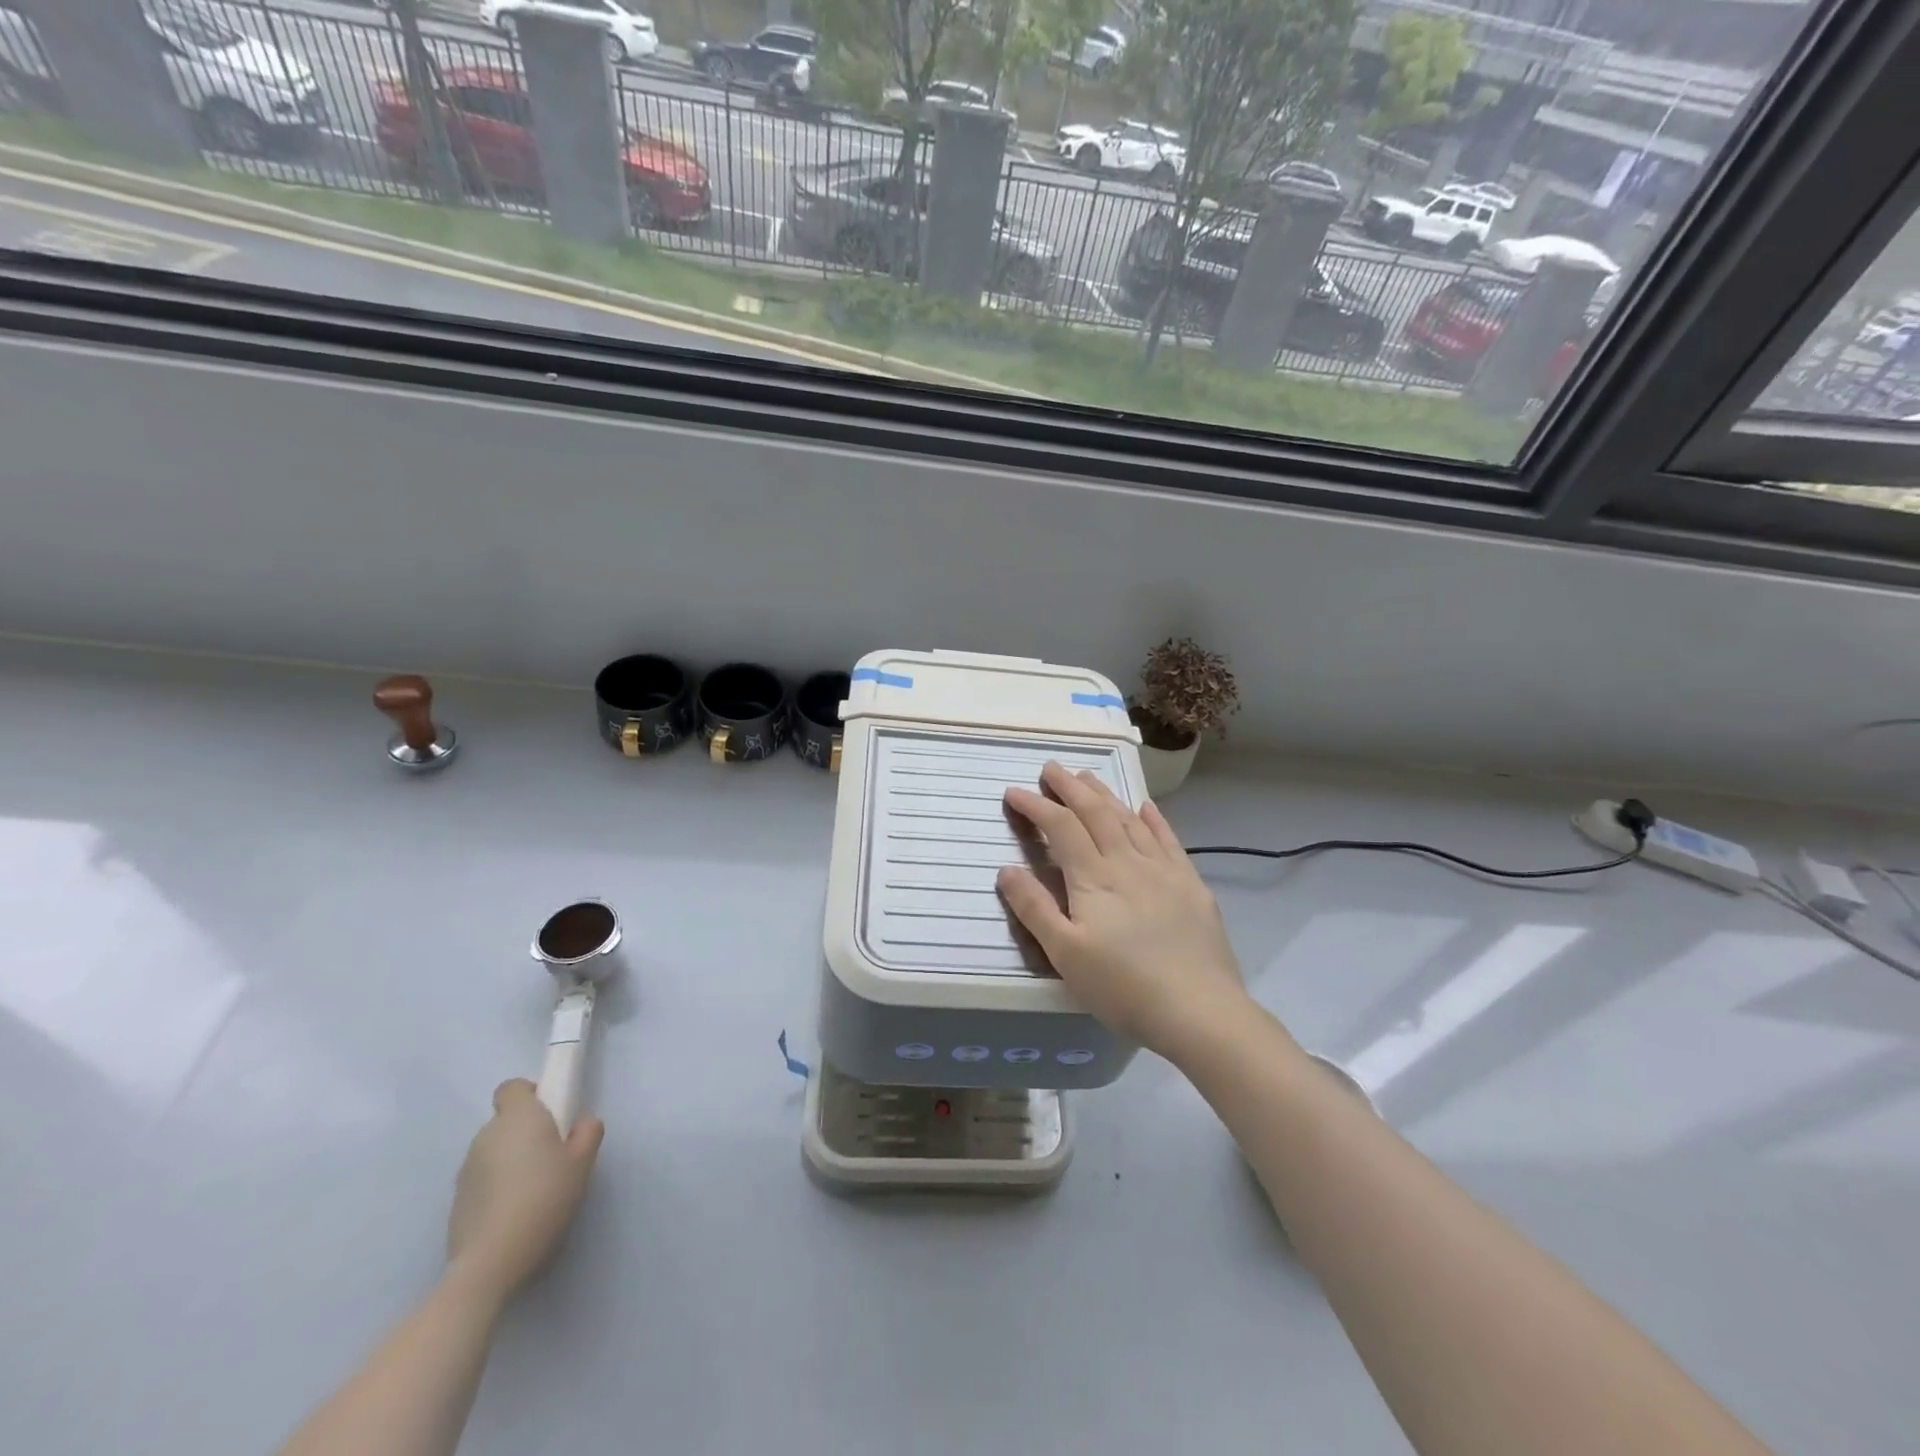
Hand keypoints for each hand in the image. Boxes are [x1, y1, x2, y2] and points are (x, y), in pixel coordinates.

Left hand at [446, 1079, 602, 1301]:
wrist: (491, 1261)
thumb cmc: (544, 1198)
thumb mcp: (583, 1162)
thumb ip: (588, 1132)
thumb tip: (581, 1123)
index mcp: (518, 1118)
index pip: (512, 1087)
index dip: (530, 1094)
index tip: (551, 1114)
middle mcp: (486, 1136)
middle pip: (505, 1121)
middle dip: (526, 1132)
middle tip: (552, 1157)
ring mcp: (466, 1170)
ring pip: (494, 1152)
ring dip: (510, 1160)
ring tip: (533, 1191)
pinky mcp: (456, 1202)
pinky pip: (482, 1180)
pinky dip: (496, 1187)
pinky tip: (513, 1213)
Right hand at [998, 762, 1248, 1055]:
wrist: (1199, 1010)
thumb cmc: (1123, 986)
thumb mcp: (1065, 954)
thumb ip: (1035, 908)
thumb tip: (1006, 869)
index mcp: (1094, 877)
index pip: (1060, 828)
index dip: (1036, 806)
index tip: (1014, 792)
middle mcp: (1128, 862)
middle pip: (1096, 812)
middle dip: (1070, 787)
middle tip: (1050, 768)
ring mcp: (1163, 870)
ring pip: (1129, 819)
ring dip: (1106, 794)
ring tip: (1088, 777)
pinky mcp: (1190, 884)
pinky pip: (1168, 839)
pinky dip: (1153, 818)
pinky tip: (1146, 806)